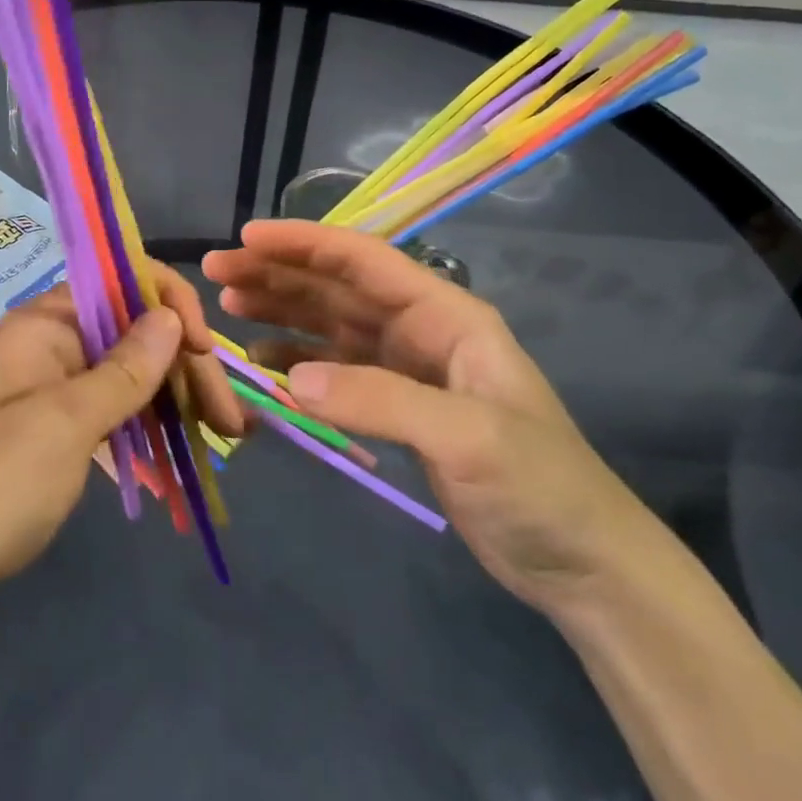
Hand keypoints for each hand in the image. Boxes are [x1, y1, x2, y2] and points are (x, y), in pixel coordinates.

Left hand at [0, 265, 246, 597]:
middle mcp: (53, 341)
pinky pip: (116, 408)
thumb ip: (124, 369)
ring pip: (132, 372)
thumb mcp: (65, 425)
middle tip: (234, 425)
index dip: (173, 308)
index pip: (126, 282)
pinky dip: (151, 424)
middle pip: (136, 331)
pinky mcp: (57, 426)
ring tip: (226, 437)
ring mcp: (54, 385)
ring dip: (178, 398)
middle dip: (187, 367)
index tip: (204, 357)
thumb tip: (170, 315)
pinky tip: (187, 446)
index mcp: (47, 321)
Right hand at [202, 219, 660, 618]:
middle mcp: (422, 330)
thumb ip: (378, 399)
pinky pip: (335, 371)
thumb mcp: (467, 436)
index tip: (246, 238)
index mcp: (446, 315)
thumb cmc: (541, 487)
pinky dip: (296, 362)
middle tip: (218, 270)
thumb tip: (288, 378)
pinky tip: (262, 363)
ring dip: (281, 310)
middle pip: (338, 287)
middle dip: (279, 272)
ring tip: (229, 304)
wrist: (584, 563)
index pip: (364, 260)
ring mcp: (408, 369)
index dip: (304, 243)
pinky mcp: (398, 408)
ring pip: (331, 324)